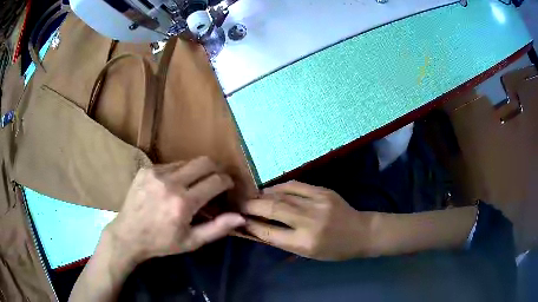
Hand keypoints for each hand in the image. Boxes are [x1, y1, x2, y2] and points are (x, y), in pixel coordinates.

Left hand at [105, 157, 245, 265]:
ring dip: (196, 171)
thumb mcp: (191, 242)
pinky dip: (178, 173)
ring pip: (187, 162)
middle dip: (216, 168)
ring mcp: (156, 173)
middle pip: (204, 162)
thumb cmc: (161, 242)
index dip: (227, 181)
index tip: (228, 185)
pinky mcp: (146, 169)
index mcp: (183, 203)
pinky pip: (170, 165)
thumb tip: (241, 216)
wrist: (128, 235)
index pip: (215, 181)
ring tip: (193, 185)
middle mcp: (170, 183)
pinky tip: (173, 186)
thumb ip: (217, 228)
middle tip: (217, 179)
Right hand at [241, 181, 379, 260]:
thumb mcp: (308, 253)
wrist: (361, 232)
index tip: (238, 220)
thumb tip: (258, 228)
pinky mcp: (323, 191)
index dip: (251, 226)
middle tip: (238, 204)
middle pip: (273, 210)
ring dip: (263, 195)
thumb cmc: (334, 249)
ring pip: (282, 195)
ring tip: (251, 196)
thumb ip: (283, 240)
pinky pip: (295, 185)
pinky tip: (270, 190)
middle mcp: (310, 222)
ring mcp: (317, 203)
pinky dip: (279, 187)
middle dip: (251, 206)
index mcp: (305, 243)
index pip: (270, 233)